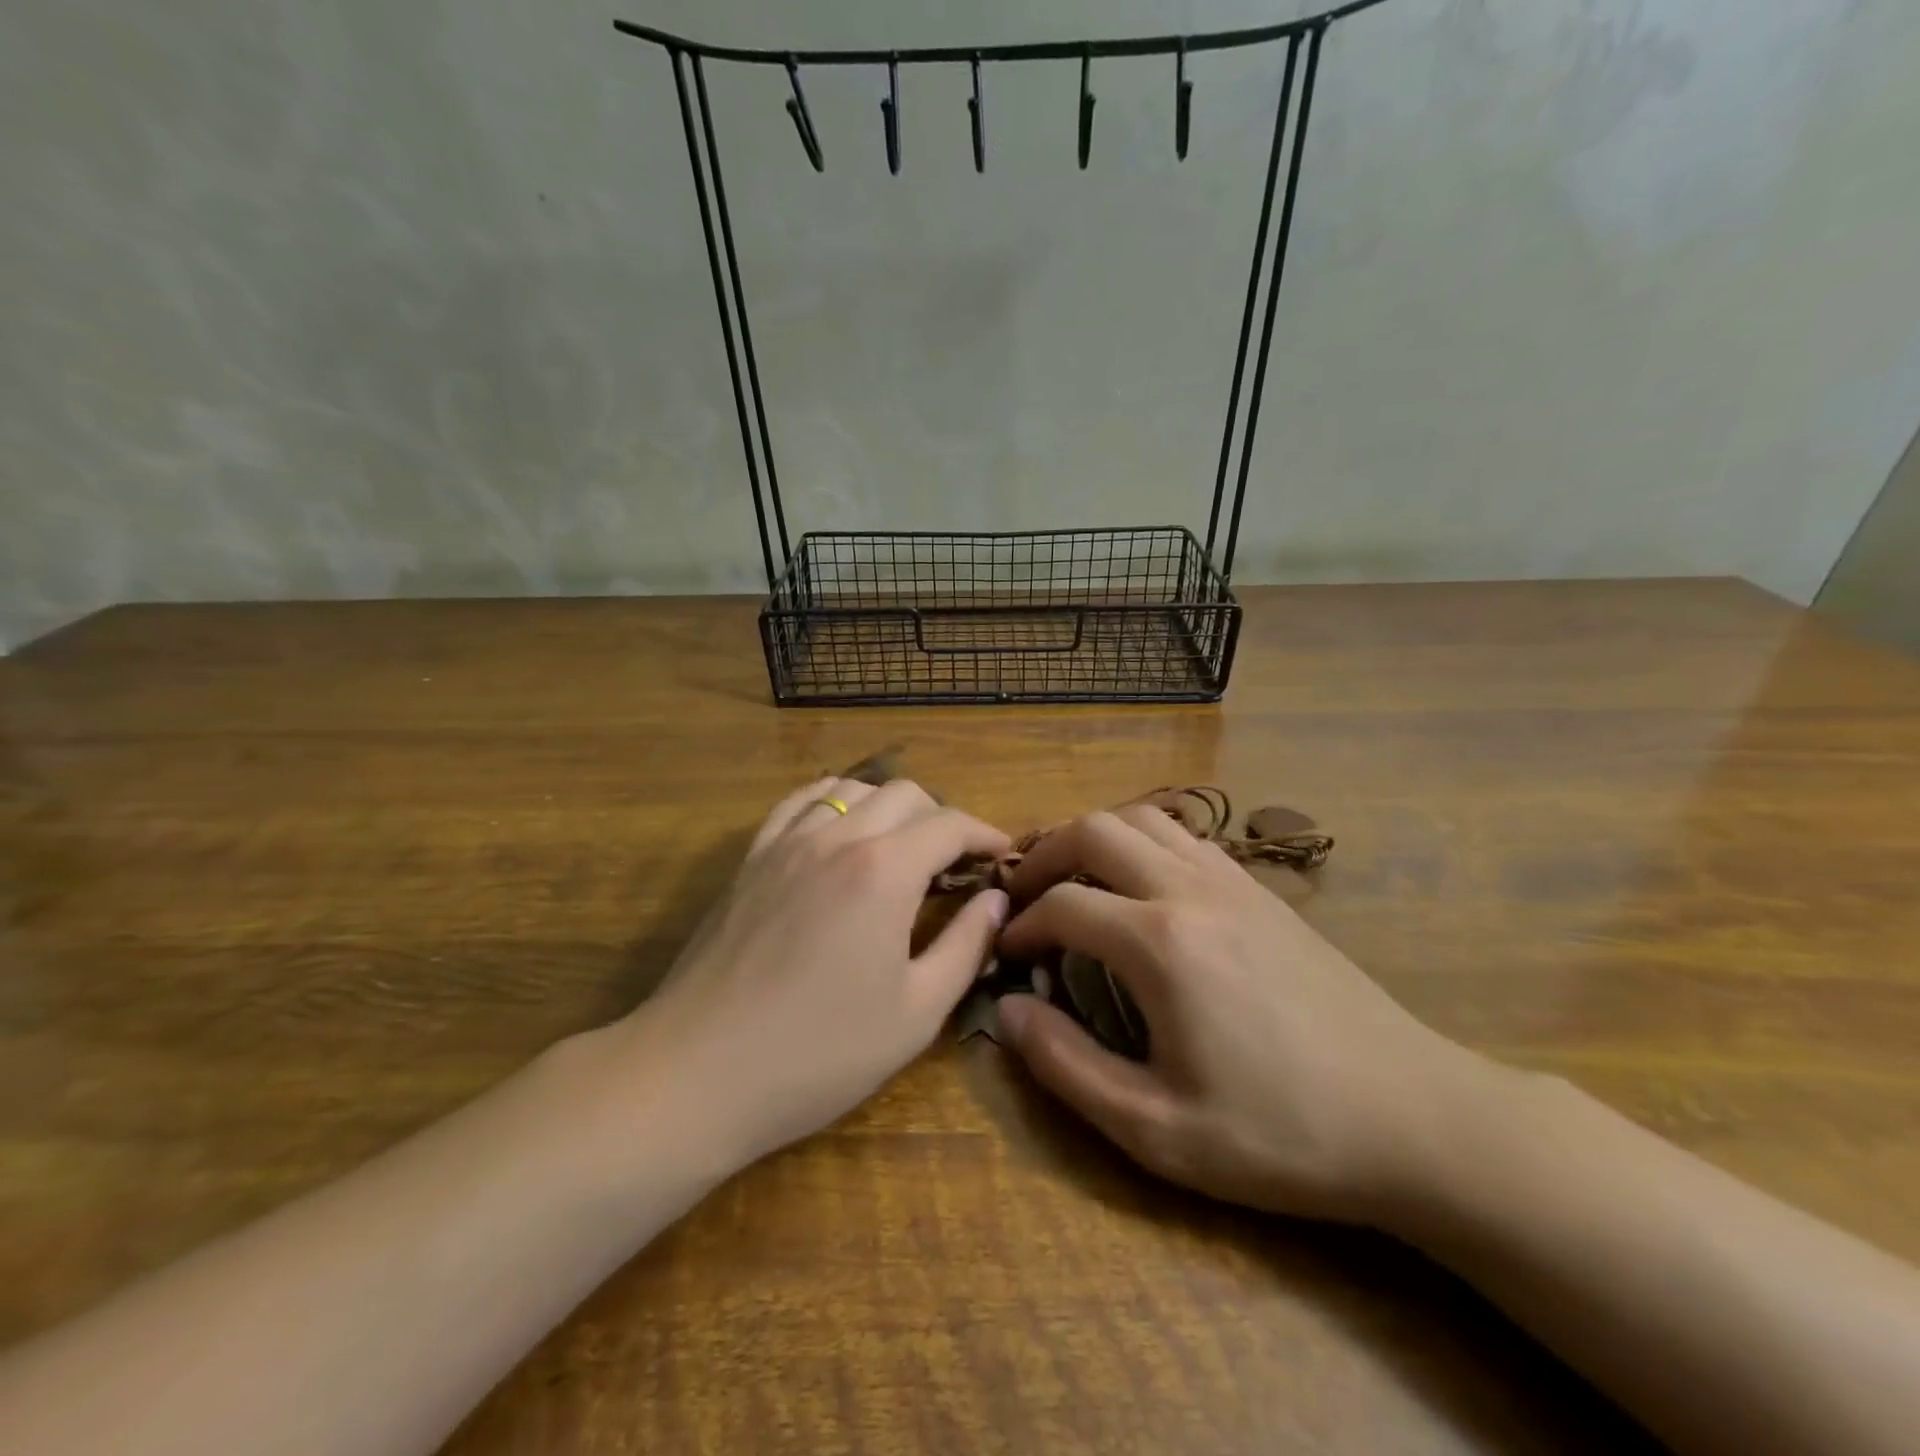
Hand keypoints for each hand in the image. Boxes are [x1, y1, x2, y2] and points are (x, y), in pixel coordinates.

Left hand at [631, 776, 1009, 1168]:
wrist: (699, 1072)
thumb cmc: (820, 1052)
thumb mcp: (916, 1012)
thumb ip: (965, 946)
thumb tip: (995, 901)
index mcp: (884, 871)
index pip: (950, 825)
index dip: (986, 835)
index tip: (1003, 857)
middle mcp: (838, 838)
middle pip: (905, 794)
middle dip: (942, 819)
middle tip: (955, 865)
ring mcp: (787, 842)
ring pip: (852, 790)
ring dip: (889, 807)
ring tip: (900, 848)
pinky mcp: (752, 858)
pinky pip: (799, 802)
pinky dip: (833, 802)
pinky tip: (840, 831)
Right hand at [995, 805, 1489, 1223]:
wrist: (1414, 1118)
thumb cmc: (1281, 1134)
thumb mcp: (1157, 1129)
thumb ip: (1067, 1065)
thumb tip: (1007, 1009)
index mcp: (1160, 942)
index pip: (1062, 904)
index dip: (1021, 924)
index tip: (1007, 953)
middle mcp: (1190, 890)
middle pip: (1094, 830)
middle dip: (1044, 854)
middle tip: (1022, 894)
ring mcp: (1233, 881)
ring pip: (1142, 818)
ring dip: (1094, 837)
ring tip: (1073, 878)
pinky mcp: (1262, 890)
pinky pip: (1185, 837)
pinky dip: (1143, 843)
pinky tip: (1141, 888)